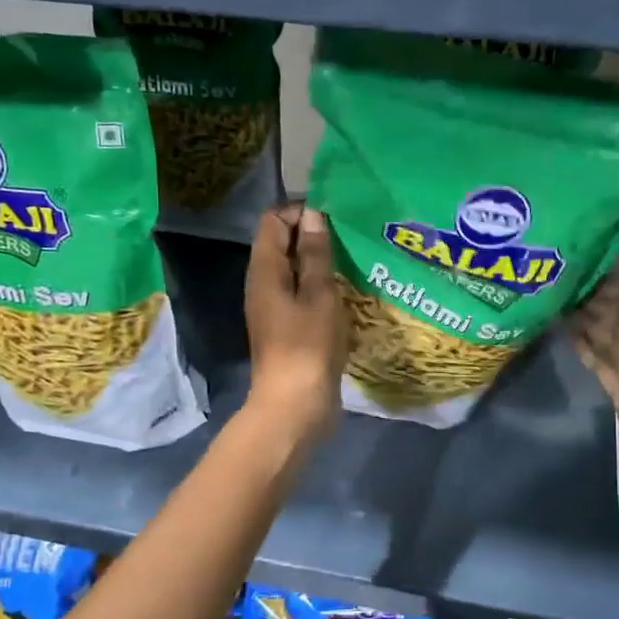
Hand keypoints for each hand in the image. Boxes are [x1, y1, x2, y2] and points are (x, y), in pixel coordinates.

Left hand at [243, 205, 345, 445]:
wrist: (295, 406)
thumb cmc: (307, 345)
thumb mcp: (318, 294)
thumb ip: (315, 254)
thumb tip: (312, 215)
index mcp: (264, 271)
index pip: (273, 222)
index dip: (300, 213)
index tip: (335, 218)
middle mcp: (263, 285)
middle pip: (283, 245)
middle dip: (314, 236)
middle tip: (351, 238)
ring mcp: (275, 309)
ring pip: (295, 272)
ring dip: (321, 264)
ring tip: (354, 262)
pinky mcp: (289, 329)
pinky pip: (303, 295)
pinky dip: (322, 288)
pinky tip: (348, 293)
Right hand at [570, 281, 618, 477]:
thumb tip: (605, 291)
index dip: (612, 283)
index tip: (583, 274)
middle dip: (597, 303)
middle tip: (566, 289)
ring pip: (609, 337)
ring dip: (587, 323)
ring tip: (560, 306)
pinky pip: (602, 358)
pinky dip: (586, 346)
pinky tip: (567, 332)